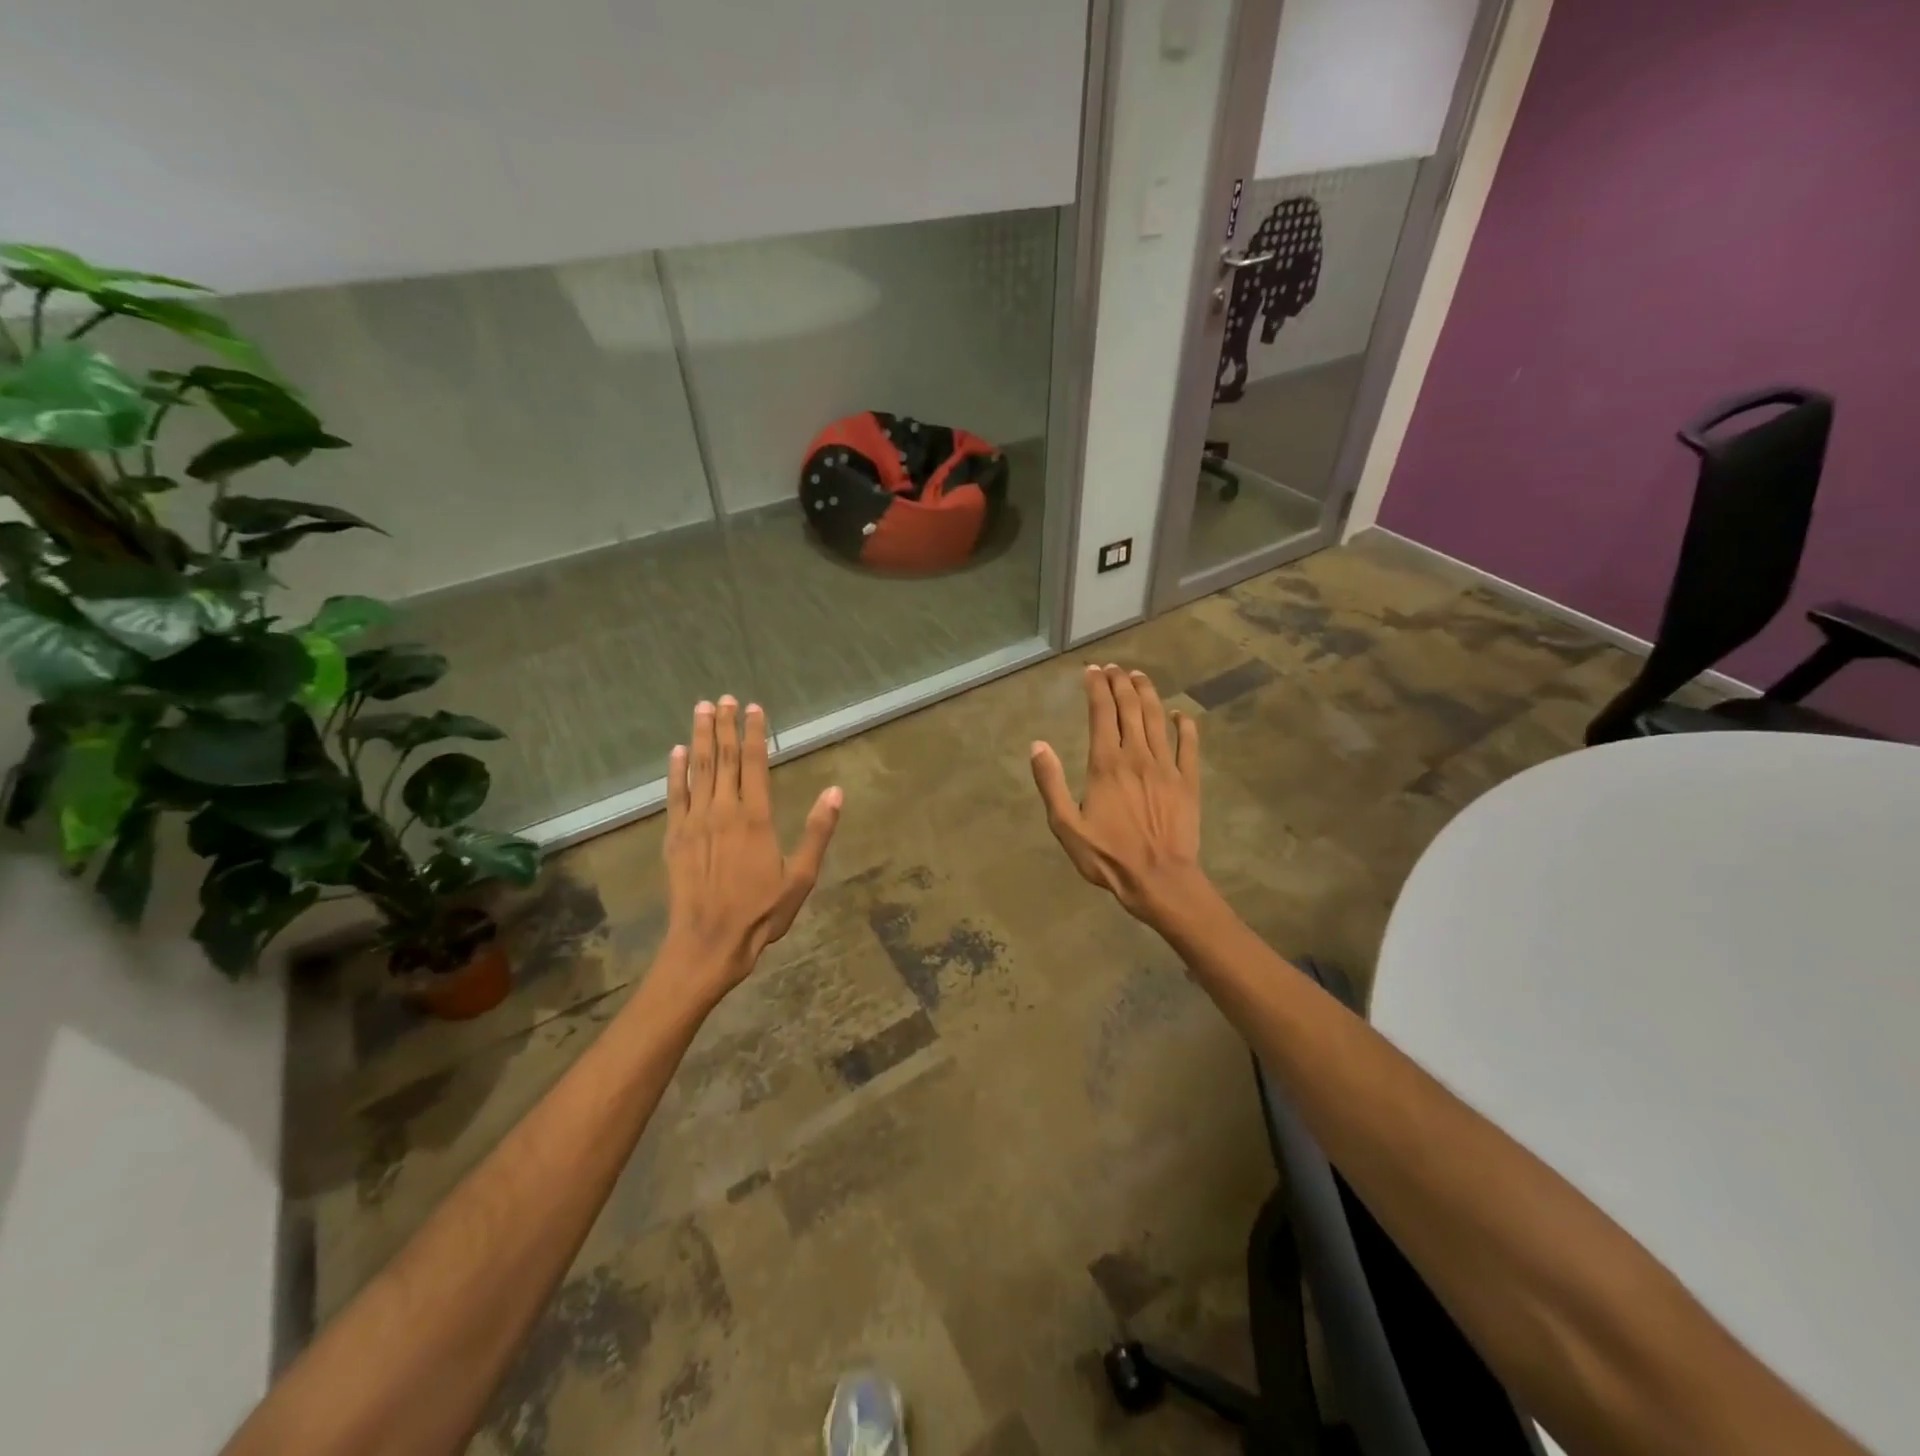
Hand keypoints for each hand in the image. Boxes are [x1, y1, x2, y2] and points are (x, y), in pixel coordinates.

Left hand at [662, 697, 841, 999]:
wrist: (709, 942)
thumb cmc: (762, 912)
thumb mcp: (801, 876)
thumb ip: (817, 831)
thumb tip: (836, 791)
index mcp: (756, 818)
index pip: (754, 764)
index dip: (753, 734)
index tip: (753, 708)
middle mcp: (723, 811)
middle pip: (723, 760)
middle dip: (724, 726)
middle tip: (723, 698)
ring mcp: (695, 822)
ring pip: (698, 770)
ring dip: (699, 738)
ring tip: (701, 710)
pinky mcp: (675, 837)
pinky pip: (675, 796)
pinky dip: (676, 772)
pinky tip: (676, 753)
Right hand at [1030, 664, 1205, 925]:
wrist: (1159, 880)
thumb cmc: (1107, 856)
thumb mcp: (1066, 825)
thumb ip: (1051, 783)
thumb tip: (1037, 745)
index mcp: (1106, 764)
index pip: (1101, 713)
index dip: (1096, 688)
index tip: (1092, 670)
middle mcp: (1137, 756)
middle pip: (1130, 708)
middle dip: (1120, 683)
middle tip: (1114, 667)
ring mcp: (1166, 767)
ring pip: (1157, 719)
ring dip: (1148, 693)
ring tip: (1139, 676)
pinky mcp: (1188, 782)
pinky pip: (1189, 746)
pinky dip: (1186, 726)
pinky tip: (1181, 714)